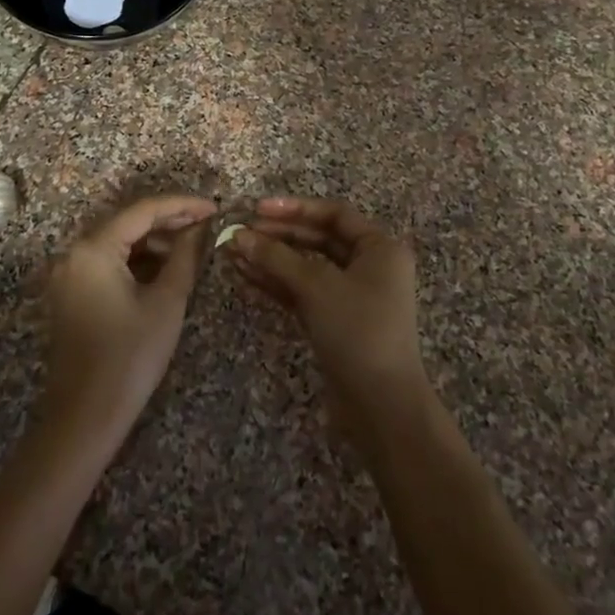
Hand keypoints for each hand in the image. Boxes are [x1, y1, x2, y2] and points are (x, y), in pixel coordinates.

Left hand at [41, 194, 216, 443]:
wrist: (85, 418)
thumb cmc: (130, 357)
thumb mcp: (167, 302)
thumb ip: (185, 256)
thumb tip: (202, 228)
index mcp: (93, 248)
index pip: (143, 210)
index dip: (182, 205)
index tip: (216, 208)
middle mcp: (74, 253)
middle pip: (128, 222)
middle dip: (169, 221)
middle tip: (207, 225)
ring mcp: (68, 274)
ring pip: (118, 242)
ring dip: (154, 241)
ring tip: (192, 247)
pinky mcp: (71, 293)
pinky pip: (107, 262)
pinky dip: (136, 261)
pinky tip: (165, 268)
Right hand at [225, 197, 431, 437]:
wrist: (381, 405)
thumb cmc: (358, 331)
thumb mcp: (316, 287)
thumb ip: (276, 257)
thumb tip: (238, 235)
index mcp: (380, 248)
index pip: (334, 214)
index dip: (294, 209)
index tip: (257, 209)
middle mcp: (370, 266)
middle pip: (318, 239)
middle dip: (278, 236)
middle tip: (240, 232)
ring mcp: (352, 296)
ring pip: (307, 267)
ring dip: (272, 260)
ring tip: (233, 253)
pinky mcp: (337, 321)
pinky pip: (304, 292)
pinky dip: (277, 284)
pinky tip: (245, 276)